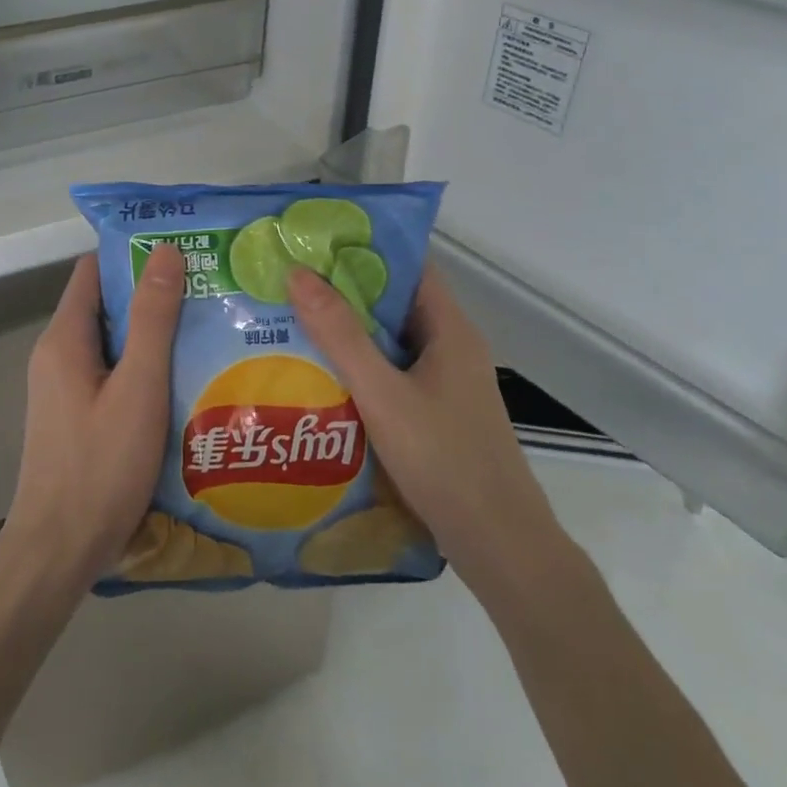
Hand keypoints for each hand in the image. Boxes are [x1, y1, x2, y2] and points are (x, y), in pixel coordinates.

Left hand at [1, 245, 185, 594]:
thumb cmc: (101, 465)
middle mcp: (57, 355)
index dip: (133, 255)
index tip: (182, 252)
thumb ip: (152, 319)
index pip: (94, 270)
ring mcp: (62, 389)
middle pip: (104, 306)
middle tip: (207, 291)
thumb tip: (165, 252)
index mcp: (64, 339)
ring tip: (205, 330)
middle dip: (151, 295)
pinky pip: (110, 375)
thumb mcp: (138, 387)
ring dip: (151, 335)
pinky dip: (142, 368)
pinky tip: (182, 381)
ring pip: (111, 343)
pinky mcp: (74, 417)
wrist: (59, 550)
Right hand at [287, 263, 570, 600]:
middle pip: (394, 304)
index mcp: (450, 329)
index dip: (364, 249)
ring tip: (291, 322)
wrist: (498, 544)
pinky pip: (391, 376)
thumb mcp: (383, 393)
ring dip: (347, 333)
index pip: (408, 267)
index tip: (313, 242)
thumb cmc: (444, 459)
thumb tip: (297, 273)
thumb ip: (340, 335)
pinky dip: (358, 369)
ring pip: (390, 343)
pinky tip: (319, 377)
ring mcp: (445, 384)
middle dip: (344, 291)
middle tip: (288, 282)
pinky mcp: (435, 415)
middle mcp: (451, 348)